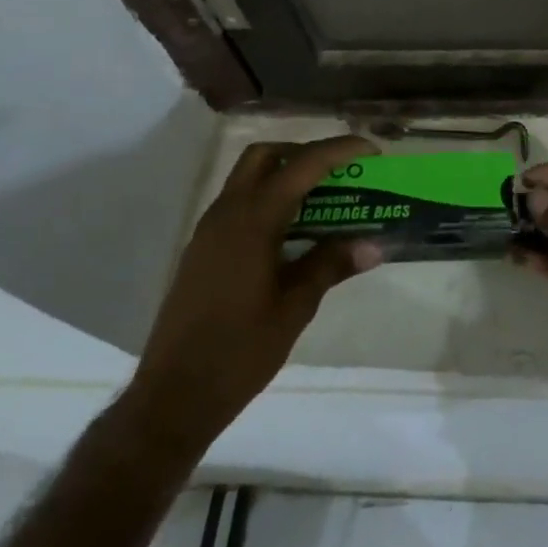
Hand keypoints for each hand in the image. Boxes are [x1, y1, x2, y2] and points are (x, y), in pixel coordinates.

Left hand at [128, 136, 384, 450]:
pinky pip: (239, 203)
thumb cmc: (239, 351)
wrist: (173, 396)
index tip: (372, 150)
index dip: (339, 150)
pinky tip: (293, 231)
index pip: (302, 166)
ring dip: (285, 175)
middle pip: (266, 156)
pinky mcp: (202, 249)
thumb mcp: (295, 307)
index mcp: (252, 221)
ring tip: (325, 198)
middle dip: (305, 153)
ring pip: (248, 178)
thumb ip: (331, 265)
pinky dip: (269, 199)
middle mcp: (226, 213)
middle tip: (341, 171)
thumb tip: (373, 244)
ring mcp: (209, 231)